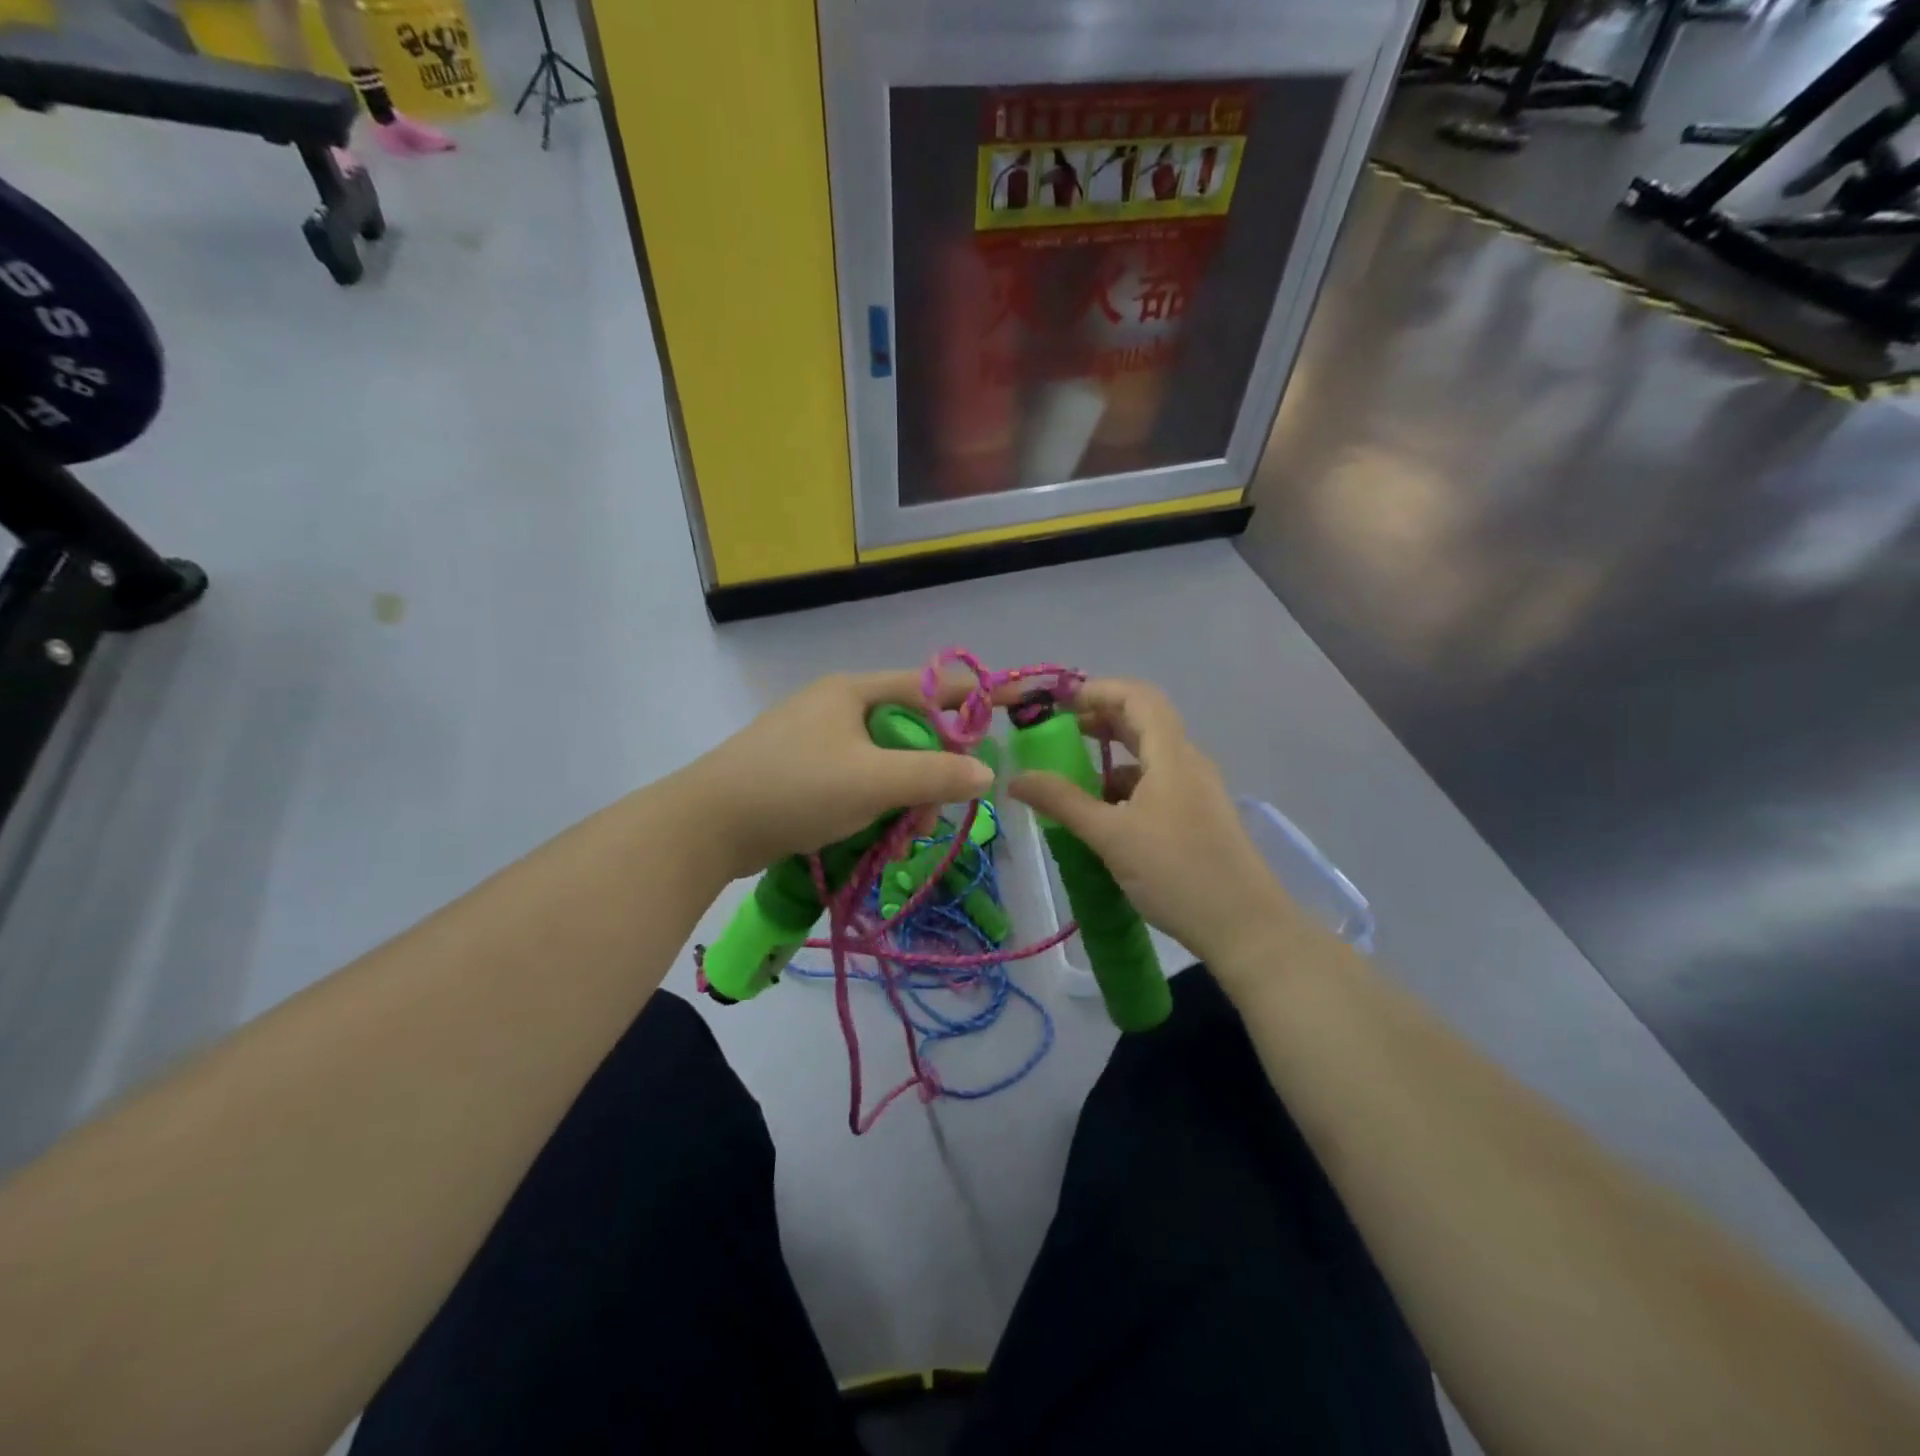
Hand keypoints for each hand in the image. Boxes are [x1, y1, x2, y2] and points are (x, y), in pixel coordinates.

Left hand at [679, 672, 992, 882]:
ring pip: (883, 761)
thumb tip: (987, 774)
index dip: (972, 700)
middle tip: (934, 811)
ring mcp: (815, 740)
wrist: (706, 826)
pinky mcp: (801, 772)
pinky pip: (857, 780)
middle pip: (908, 730)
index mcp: (854, 691)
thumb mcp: (874, 781)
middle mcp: (837, 706)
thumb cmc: (795, 789)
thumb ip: (935, 775)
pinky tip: (877, 832)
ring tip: (904, 831)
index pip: (931, 686)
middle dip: (930, 770)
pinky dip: (874, 803)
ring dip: (903, 793)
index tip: (1010, 713)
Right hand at [1008, 678, 1295, 971]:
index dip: (1097, 691)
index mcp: (1171, 754)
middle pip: (1142, 722)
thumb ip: (1062, 802)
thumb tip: (1015, 779)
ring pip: (1148, 758)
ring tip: (1073, 783)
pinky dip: (1125, 789)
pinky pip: (1156, 786)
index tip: (1058, 704)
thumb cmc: (1176, 872)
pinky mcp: (1197, 817)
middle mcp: (1187, 762)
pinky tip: (1104, 817)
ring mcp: (1196, 791)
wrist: (1245, 927)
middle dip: (1098, 722)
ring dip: (1110, 760)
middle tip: (1058, 737)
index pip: (1137, 697)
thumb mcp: (1111, 836)